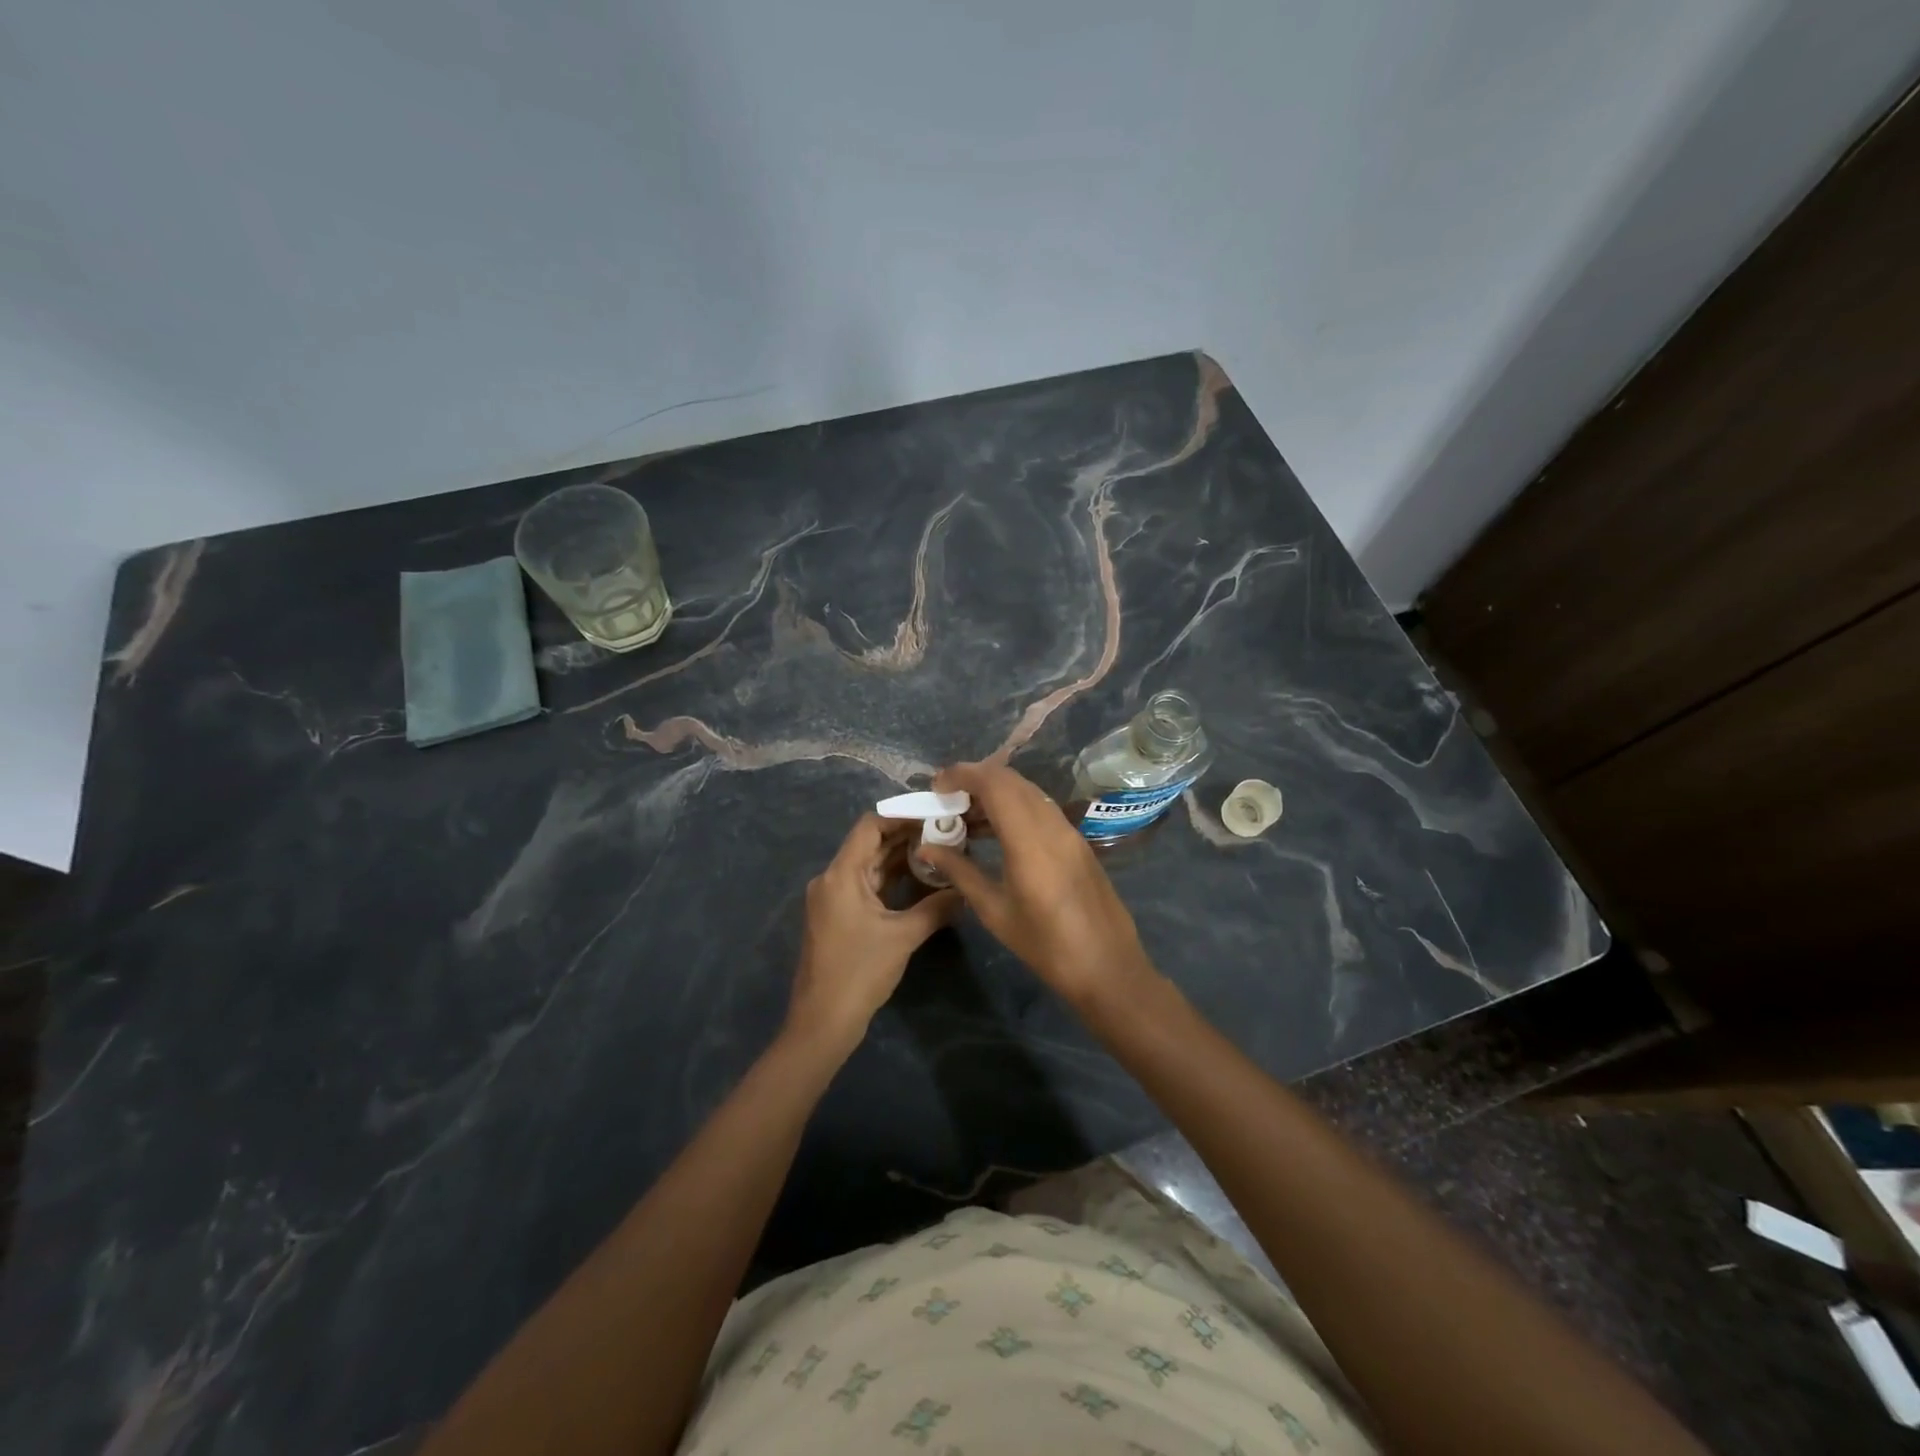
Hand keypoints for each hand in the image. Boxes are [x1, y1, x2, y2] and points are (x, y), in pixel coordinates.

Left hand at [787, 813, 957, 1052]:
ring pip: (870, 866)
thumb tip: (967, 890)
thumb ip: (937, 907)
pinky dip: (892, 880)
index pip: (870, 826)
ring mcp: (833, 898)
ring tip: (940, 851)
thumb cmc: (860, 972)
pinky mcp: (838, 916)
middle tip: (945, 832)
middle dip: (907, 837)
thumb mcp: (904, 936)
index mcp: (841, 874)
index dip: (901, 816)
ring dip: (901, 859)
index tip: (934, 815)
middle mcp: (832, 879)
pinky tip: (921, 880)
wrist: (824, 1021)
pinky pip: (867, 886)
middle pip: (870, 844)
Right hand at [921, 762, 1157, 1008]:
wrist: (1108, 968)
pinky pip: (1041, 808)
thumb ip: (960, 872)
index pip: (995, 784)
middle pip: (1012, 780)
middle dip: (976, 778)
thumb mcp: (995, 912)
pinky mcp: (1078, 842)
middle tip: (946, 798)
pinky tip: (996, 831)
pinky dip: (1014, 806)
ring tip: (965, 814)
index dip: (963, 774)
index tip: (937, 786)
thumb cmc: (1046, 947)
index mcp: (1030, 842)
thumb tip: (925, 848)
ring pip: (1028, 792)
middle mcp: (1052, 826)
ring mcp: (1069, 832)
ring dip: (996, 791)